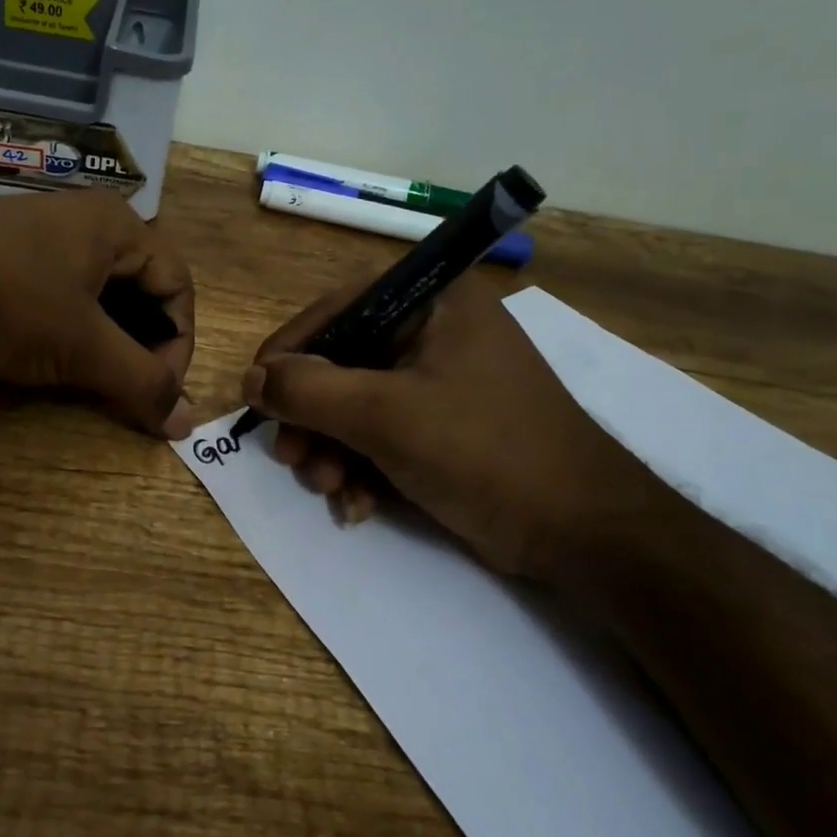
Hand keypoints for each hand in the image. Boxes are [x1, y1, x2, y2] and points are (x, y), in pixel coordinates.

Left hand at [0, 191, 196, 437]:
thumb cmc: (6, 302)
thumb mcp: (82, 346)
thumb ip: (140, 383)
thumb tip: (187, 424)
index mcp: (117, 225)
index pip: (177, 286)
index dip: (180, 343)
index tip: (161, 391)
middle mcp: (85, 221)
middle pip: (141, 289)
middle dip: (143, 344)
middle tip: (130, 389)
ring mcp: (41, 236)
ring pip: (99, 295)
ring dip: (107, 342)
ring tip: (95, 380)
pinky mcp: (6, 257)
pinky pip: (60, 295)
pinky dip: (70, 332)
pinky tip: (53, 360)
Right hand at [241, 268, 632, 580]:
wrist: (584, 533)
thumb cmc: (484, 452)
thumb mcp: (385, 416)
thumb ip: (309, 390)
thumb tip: (251, 378)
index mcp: (433, 302)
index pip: (339, 308)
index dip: (291, 349)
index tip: (256, 392)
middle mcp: (436, 331)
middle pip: (344, 362)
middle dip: (314, 417)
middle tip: (293, 459)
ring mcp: (443, 381)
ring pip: (359, 404)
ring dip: (334, 450)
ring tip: (330, 490)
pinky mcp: (447, 426)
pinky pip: (385, 433)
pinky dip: (364, 468)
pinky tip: (359, 506)